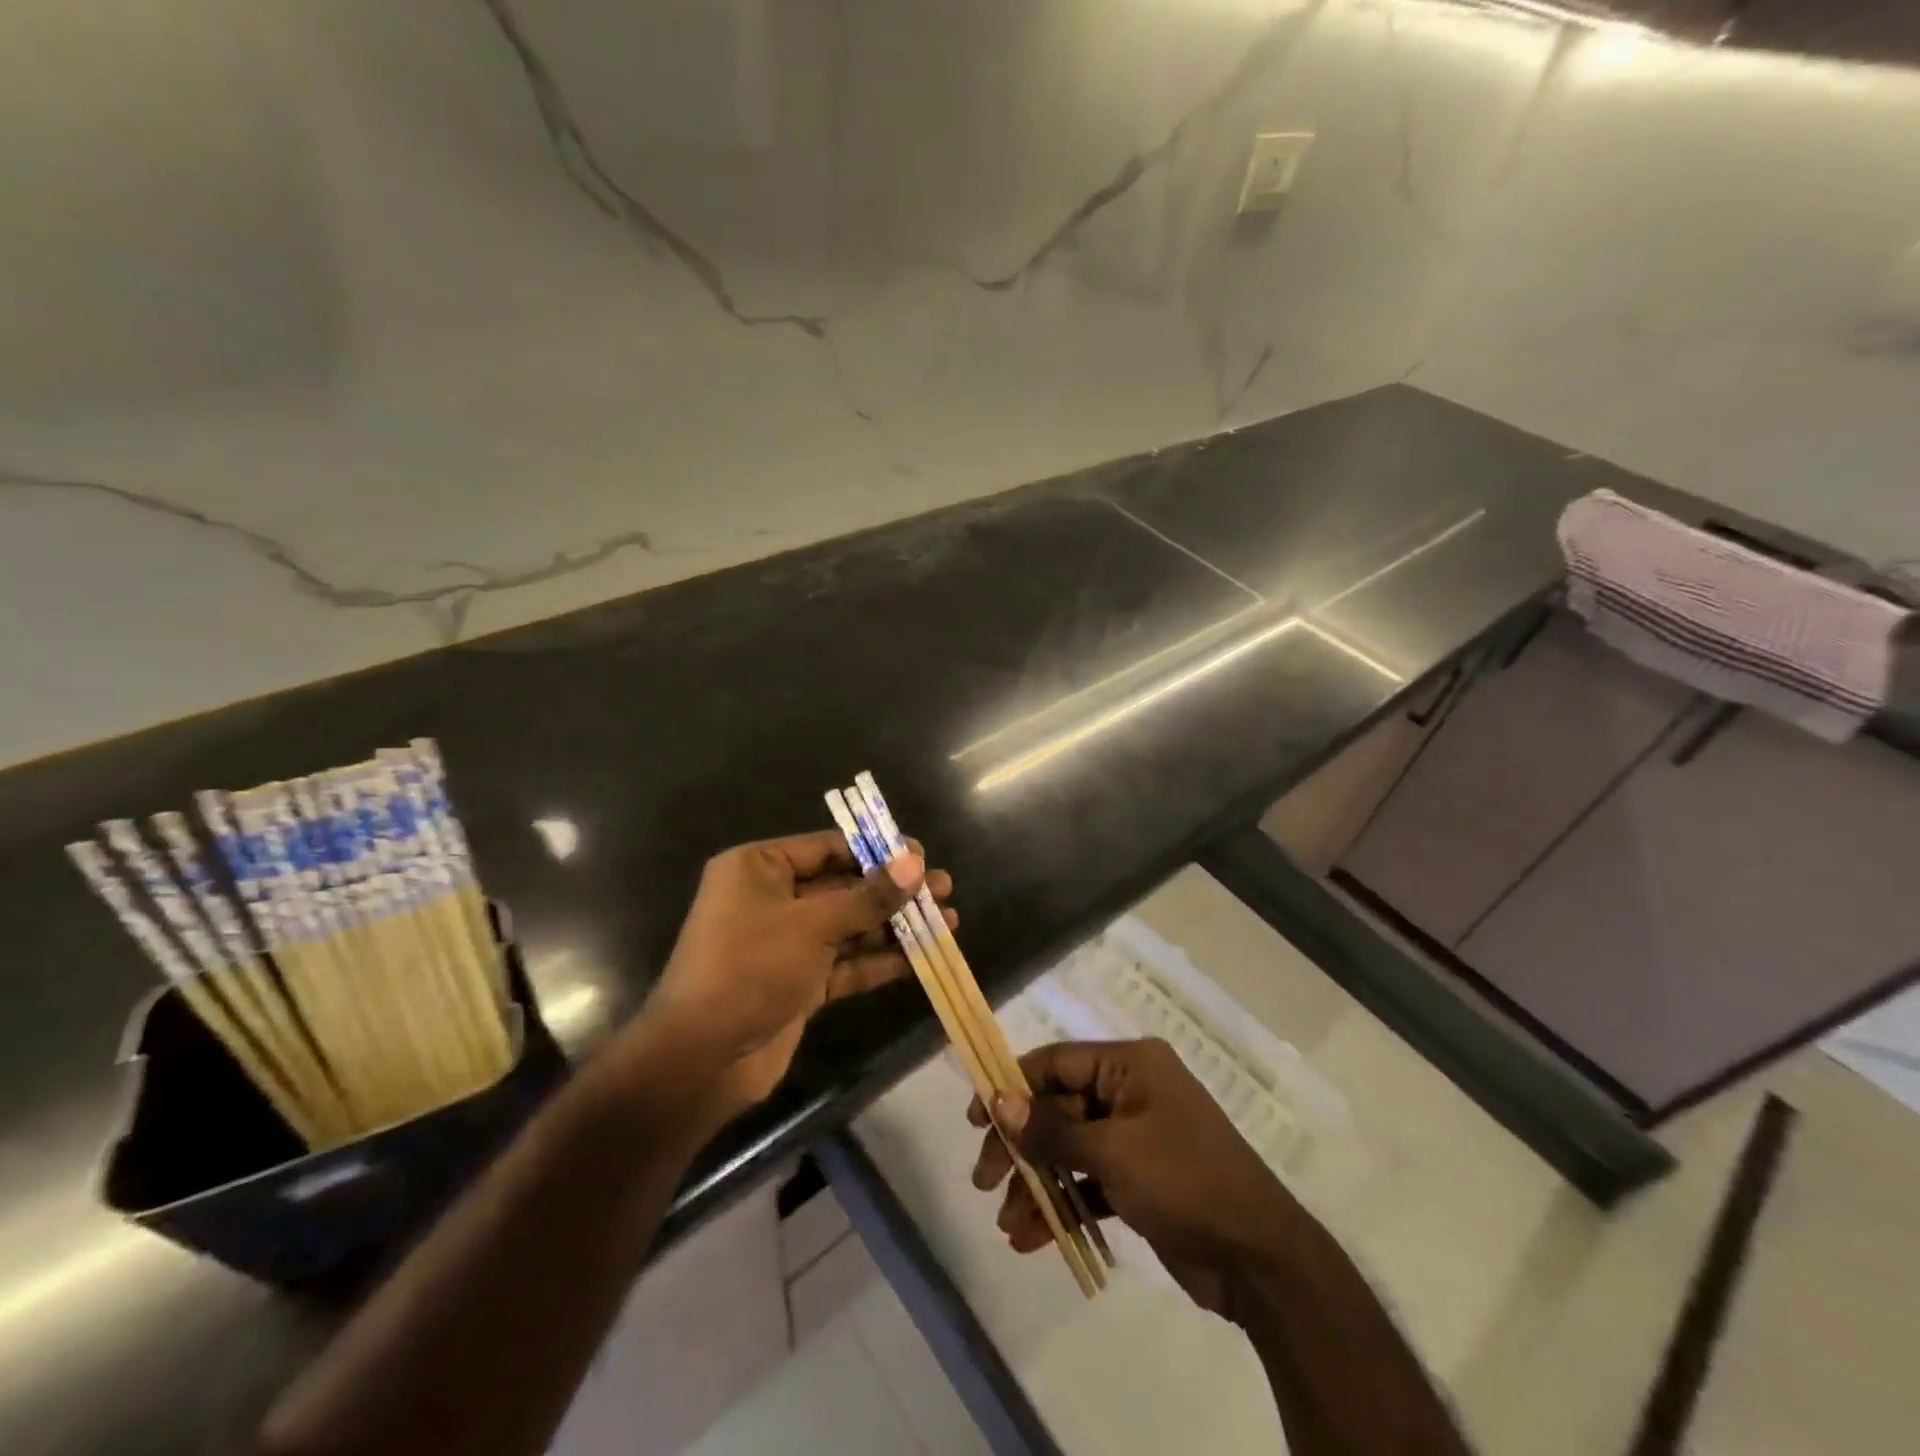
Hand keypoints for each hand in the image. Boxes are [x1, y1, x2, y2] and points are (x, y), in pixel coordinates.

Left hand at [634, 830, 954, 1116]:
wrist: (702, 1058)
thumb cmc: (750, 968)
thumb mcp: (812, 925)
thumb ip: (868, 897)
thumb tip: (916, 863)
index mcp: (759, 868)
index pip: (827, 848)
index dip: (876, 851)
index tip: (920, 855)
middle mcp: (772, 899)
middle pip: (844, 887)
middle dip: (893, 891)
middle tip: (942, 887)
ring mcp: (787, 943)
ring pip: (850, 926)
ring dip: (894, 926)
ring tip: (947, 921)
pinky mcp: (800, 982)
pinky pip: (846, 963)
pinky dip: (880, 960)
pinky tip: (921, 957)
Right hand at [970, 1039, 1302, 1320]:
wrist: (1260, 1258)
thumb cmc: (1185, 1181)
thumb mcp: (1114, 1152)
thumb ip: (1053, 1128)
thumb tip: (999, 1102)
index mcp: (1130, 1065)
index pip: (1057, 1063)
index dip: (1012, 1086)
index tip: (976, 1118)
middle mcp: (1130, 1091)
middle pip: (1058, 1108)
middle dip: (1021, 1147)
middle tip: (984, 1181)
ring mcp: (1135, 1136)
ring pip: (1069, 1149)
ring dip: (1038, 1185)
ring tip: (1009, 1226)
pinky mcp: (1139, 1180)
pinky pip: (1088, 1181)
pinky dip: (1063, 1205)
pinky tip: (1033, 1239)